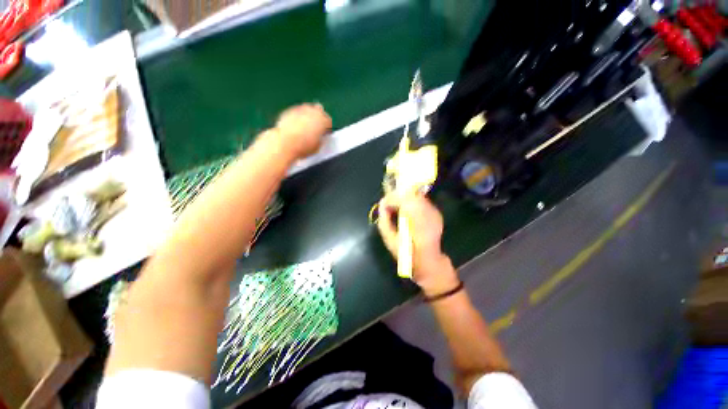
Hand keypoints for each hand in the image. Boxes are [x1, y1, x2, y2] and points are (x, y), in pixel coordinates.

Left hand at [274, 103, 331, 158]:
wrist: (285, 143)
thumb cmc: (303, 146)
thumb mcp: (318, 146)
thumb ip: (321, 138)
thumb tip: (319, 138)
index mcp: (323, 120)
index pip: (328, 121)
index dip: (327, 128)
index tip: (324, 133)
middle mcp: (313, 111)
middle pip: (319, 111)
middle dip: (318, 119)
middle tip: (316, 128)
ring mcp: (300, 109)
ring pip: (307, 110)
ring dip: (308, 117)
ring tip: (305, 128)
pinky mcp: (289, 110)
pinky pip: (297, 112)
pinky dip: (298, 118)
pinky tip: (296, 127)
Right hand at [377, 194, 459, 295]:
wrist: (429, 261)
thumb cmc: (408, 254)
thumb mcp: (390, 240)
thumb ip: (384, 221)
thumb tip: (382, 206)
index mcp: (416, 220)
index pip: (403, 199)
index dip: (391, 198)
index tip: (383, 204)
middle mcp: (428, 213)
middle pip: (411, 194)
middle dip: (397, 196)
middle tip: (389, 204)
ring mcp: (434, 212)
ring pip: (417, 196)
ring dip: (405, 199)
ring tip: (397, 208)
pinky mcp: (436, 213)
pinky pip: (422, 202)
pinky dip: (412, 203)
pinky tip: (408, 212)